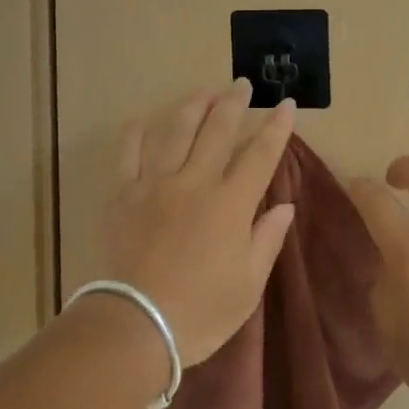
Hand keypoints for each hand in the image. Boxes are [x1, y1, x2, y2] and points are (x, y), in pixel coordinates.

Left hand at [93, 81, 297, 367]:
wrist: (136, 325)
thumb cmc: (201, 311)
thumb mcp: (248, 285)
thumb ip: (267, 239)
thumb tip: (285, 205)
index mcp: (230, 204)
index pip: (260, 155)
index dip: (276, 128)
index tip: (285, 104)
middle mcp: (195, 182)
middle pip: (217, 131)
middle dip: (233, 103)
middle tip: (241, 84)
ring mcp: (155, 183)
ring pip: (176, 131)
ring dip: (192, 106)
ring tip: (203, 91)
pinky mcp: (123, 194)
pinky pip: (129, 153)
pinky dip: (137, 132)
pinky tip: (144, 120)